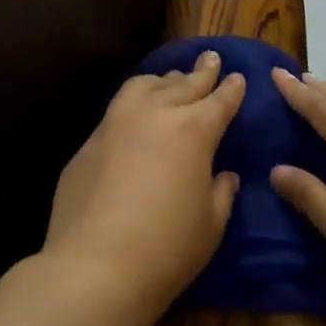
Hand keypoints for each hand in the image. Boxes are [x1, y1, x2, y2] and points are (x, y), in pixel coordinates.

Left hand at [44, 50, 245, 312]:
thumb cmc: (167, 249)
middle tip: (210, 59)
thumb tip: (224, 176)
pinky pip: (116, 110)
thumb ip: (221, 193)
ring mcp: (116, 124)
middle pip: (183, 84)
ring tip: (170, 80)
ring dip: (163, 80)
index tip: (237, 77)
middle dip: (200, 72)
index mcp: (194, 131)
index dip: (231, 88)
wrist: (94, 266)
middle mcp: (155, 115)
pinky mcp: (88, 142)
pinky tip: (134, 113)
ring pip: (144, 86)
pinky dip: (133, 103)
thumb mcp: (211, 225)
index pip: (220, 100)